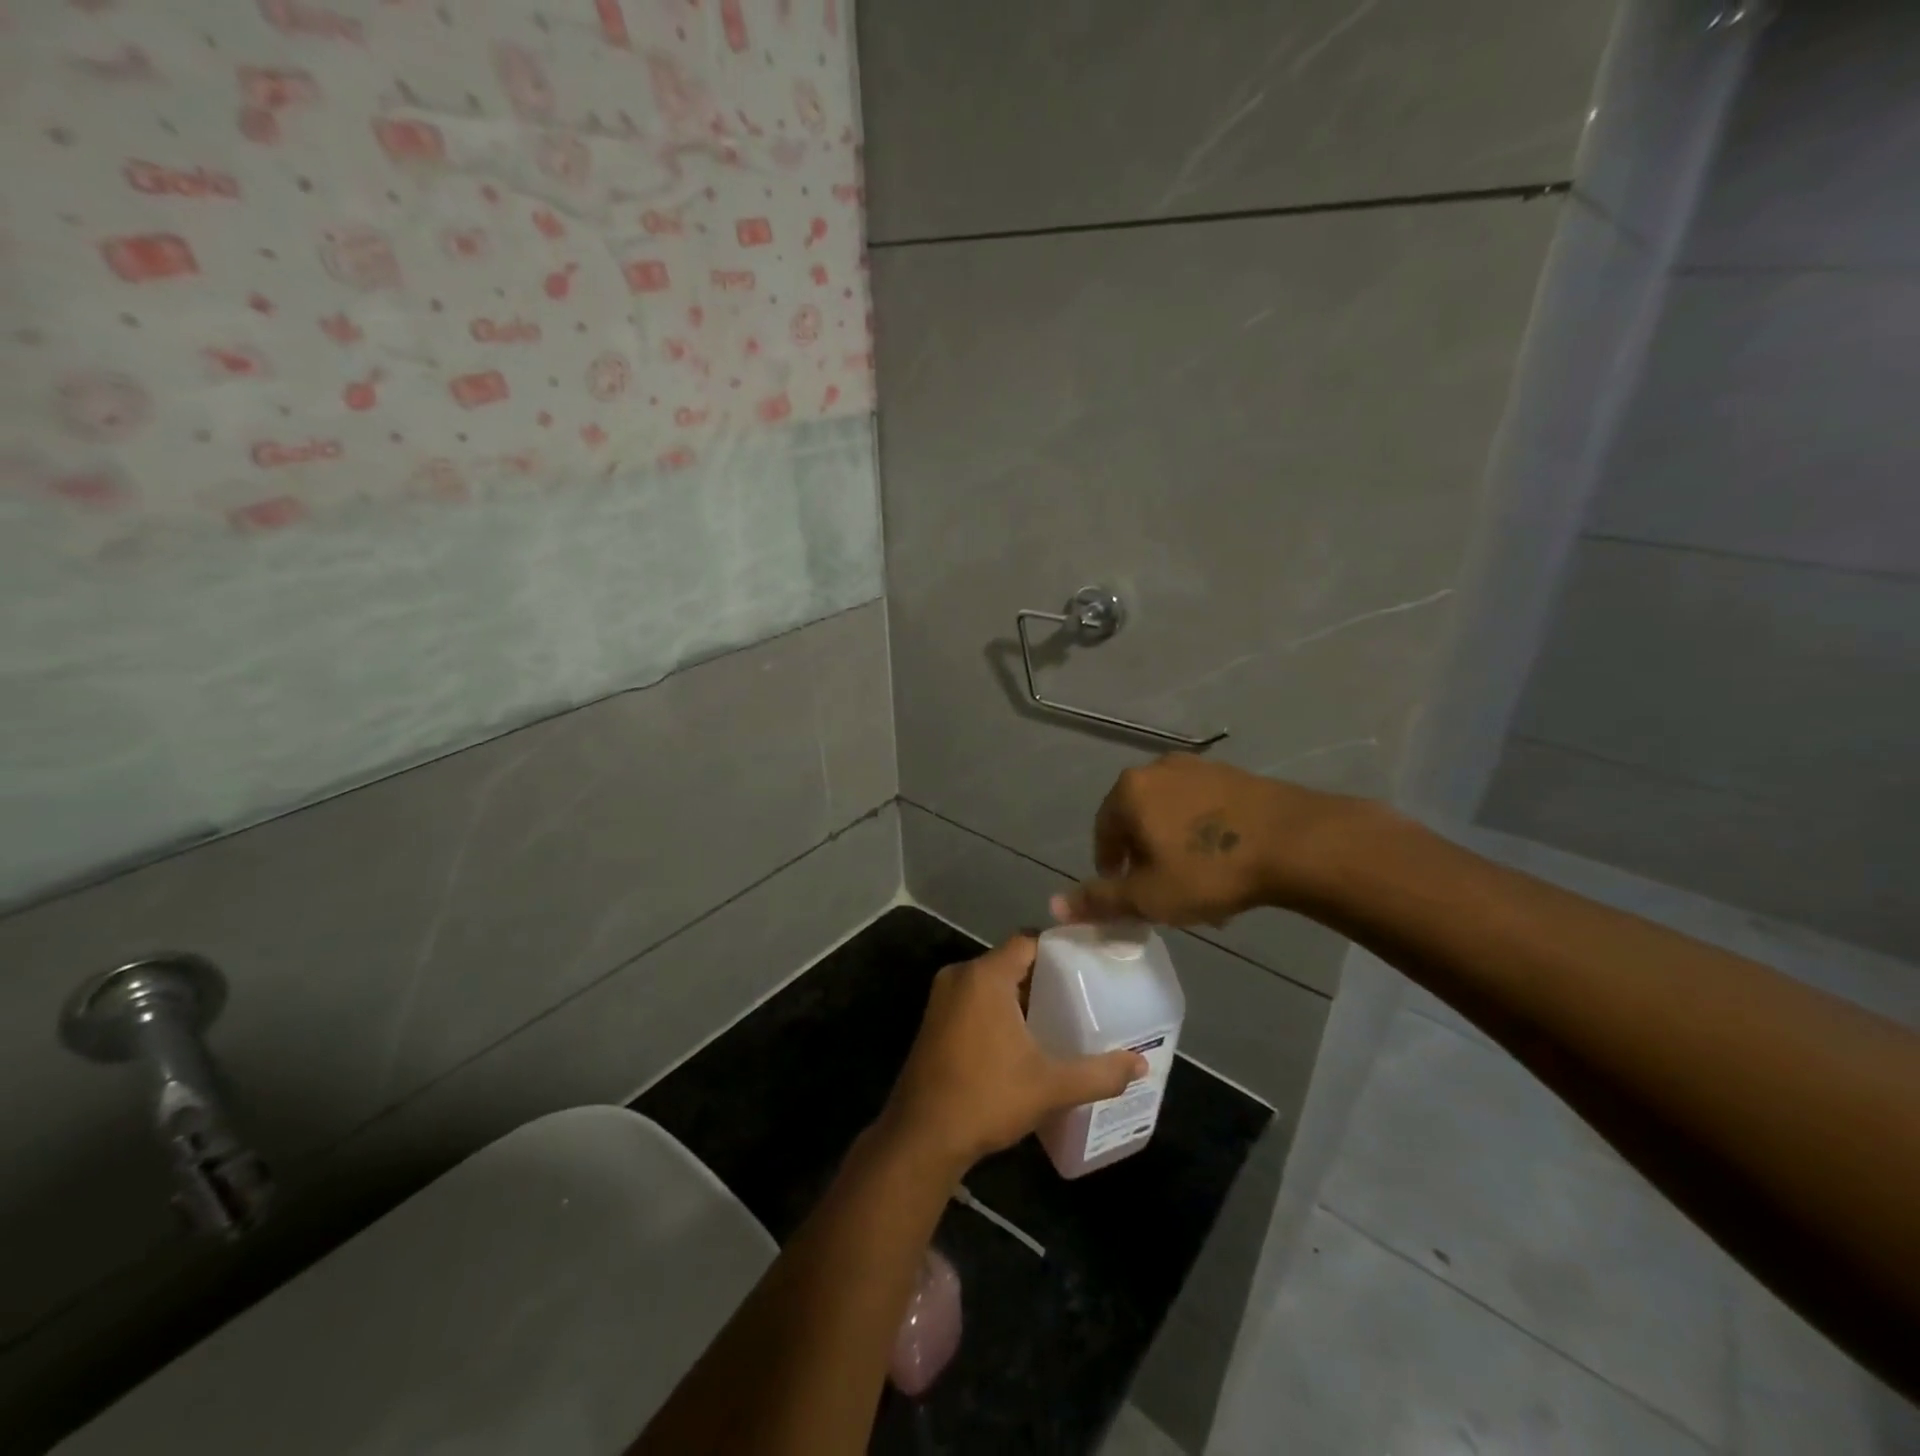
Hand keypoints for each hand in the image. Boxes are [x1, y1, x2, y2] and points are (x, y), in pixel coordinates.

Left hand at [881, 936, 1146, 1172]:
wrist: (922, 1137)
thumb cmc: (987, 1098)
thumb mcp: (1050, 1086)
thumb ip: (1098, 1073)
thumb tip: (1141, 1065)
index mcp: (985, 976)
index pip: (1028, 941)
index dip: (1059, 948)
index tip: (1089, 962)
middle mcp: (960, 976)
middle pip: (1010, 961)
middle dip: (1044, 976)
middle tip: (1082, 992)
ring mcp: (942, 999)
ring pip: (991, 982)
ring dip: (1020, 995)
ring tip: (1059, 1014)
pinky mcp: (934, 1021)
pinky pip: (974, 999)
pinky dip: (998, 1009)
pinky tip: (1023, 1038)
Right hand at [1052, 753, 1361, 926]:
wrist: (1295, 843)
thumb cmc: (1208, 870)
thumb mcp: (1148, 896)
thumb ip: (1099, 901)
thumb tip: (1054, 907)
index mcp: (1129, 791)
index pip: (1103, 832)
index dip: (1110, 869)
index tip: (1128, 895)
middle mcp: (1157, 769)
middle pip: (1137, 820)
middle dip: (1145, 858)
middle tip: (1163, 892)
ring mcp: (1198, 767)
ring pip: (1172, 815)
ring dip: (1175, 848)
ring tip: (1196, 883)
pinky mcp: (1234, 774)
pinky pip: (1203, 808)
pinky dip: (1203, 835)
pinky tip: (1224, 863)